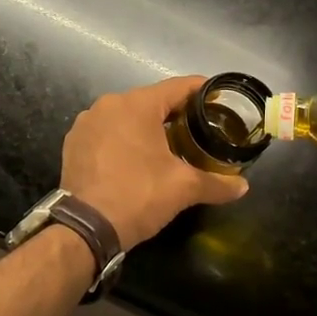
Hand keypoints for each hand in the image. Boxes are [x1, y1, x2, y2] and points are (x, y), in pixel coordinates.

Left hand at [60, 76, 250, 250]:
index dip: (202, 91)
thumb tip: (243, 186)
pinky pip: (107, 132)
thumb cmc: (138, 196)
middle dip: (175, 113)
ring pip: (126, 116)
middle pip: (151, 101)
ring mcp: (86, 123)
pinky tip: (137, 158)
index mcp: (136, 105)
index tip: (219, 99)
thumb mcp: (183, 188)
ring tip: (170, 145)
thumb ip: (216, 183)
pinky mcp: (74, 143)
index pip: (178, 87)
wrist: (85, 228)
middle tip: (199, 129)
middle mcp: (107, 105)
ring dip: (148, 127)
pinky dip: (124, 139)